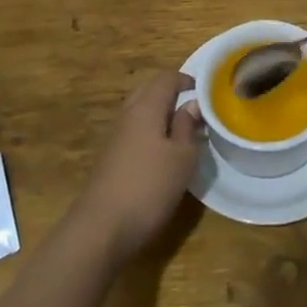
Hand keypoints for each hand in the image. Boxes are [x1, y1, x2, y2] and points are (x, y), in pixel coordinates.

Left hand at [69, 71, 203, 263]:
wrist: (101, 228)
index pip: (166, 78)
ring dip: (161, 115)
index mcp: (146, 107)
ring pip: (140, 112)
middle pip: (149, 90)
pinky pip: (134, 131)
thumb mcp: (182, 157)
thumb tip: (192, 104)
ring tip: (183, 132)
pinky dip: (150, 132)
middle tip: (195, 110)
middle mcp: (128, 115)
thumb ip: (187, 127)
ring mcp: (116, 136)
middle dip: (172, 94)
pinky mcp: (110, 158)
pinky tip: (162, 154)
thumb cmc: (149, 187)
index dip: (187, 80)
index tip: (206, 92)